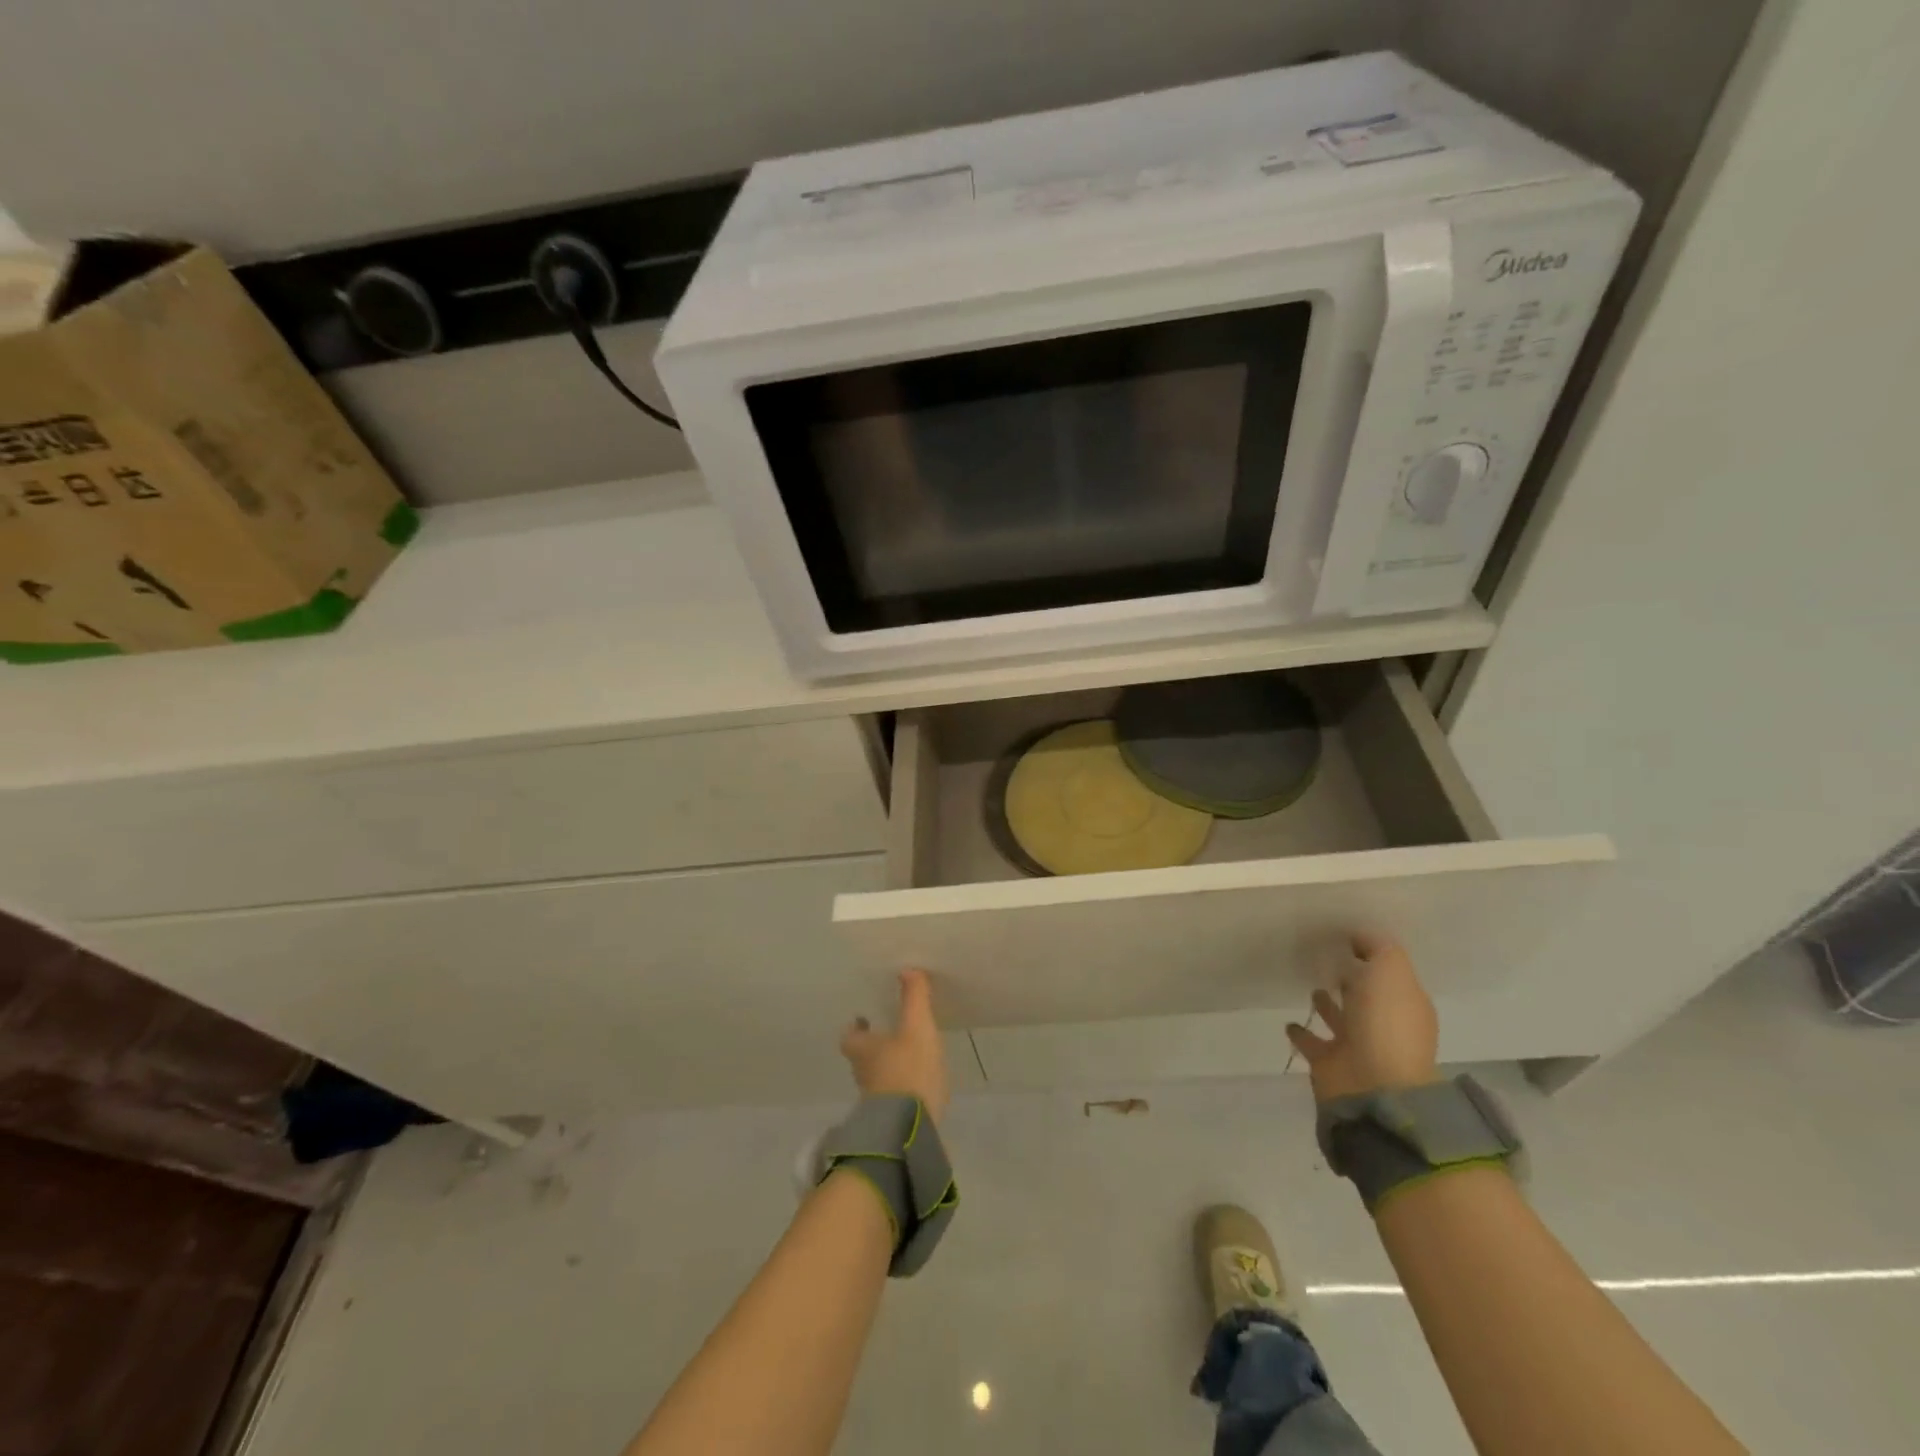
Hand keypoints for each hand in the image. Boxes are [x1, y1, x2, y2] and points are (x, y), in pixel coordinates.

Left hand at [841, 969, 949, 1122]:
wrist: (910, 1129)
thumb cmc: (908, 1070)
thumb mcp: (916, 1026)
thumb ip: (913, 997)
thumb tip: (907, 969)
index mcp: (863, 1050)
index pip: (848, 1037)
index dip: (855, 1028)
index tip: (863, 1019)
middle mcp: (863, 1074)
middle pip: (862, 1057)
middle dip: (874, 1046)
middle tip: (891, 1034)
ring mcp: (875, 1101)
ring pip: (877, 1078)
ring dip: (888, 1068)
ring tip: (909, 1057)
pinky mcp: (892, 1120)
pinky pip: (894, 1097)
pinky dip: (902, 1089)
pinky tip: (920, 1085)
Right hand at [1286, 933, 1439, 1102]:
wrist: (1373, 1086)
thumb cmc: (1386, 1024)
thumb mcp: (1391, 971)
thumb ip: (1378, 948)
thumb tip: (1360, 936)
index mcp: (1406, 1004)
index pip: (1389, 973)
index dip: (1371, 955)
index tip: (1344, 936)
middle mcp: (1385, 1024)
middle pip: (1366, 995)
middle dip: (1350, 978)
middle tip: (1324, 956)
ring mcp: (1358, 1045)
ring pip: (1340, 1017)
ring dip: (1327, 1003)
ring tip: (1310, 985)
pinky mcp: (1330, 1063)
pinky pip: (1312, 1041)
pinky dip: (1302, 1033)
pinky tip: (1289, 1021)